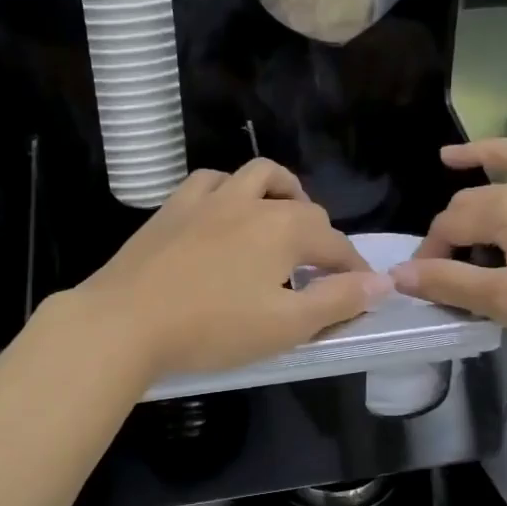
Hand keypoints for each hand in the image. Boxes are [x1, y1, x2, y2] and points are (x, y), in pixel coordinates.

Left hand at [61, 160, 389, 382]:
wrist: (124, 322)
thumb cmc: (211, 330)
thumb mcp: (285, 327)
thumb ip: (338, 302)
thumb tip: (382, 282)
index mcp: (283, 229)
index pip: (334, 243)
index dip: (352, 268)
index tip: (359, 290)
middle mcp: (251, 202)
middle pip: (301, 207)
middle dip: (320, 234)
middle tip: (318, 268)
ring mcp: (208, 199)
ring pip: (257, 176)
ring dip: (281, 192)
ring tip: (282, 218)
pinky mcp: (173, 207)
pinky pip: (210, 181)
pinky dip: (229, 189)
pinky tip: (225, 210)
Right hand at [389, 138, 506, 352]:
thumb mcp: (505, 302)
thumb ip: (450, 285)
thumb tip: (400, 274)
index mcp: (505, 210)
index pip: (449, 225)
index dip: (429, 255)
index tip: (424, 286)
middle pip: (477, 194)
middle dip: (450, 221)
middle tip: (440, 252)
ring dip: (490, 152)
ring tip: (459, 157)